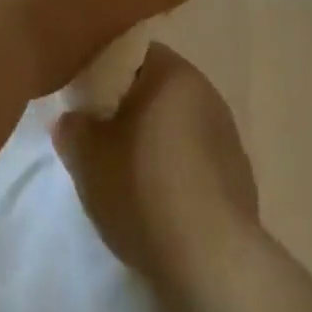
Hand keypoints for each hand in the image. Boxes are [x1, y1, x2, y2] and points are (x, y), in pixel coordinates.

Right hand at [52, 43, 259, 311]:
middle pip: (157, 88)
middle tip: (97, 139)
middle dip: (127, 109)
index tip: (84, 101)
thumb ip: (73, 128)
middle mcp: (207, 92)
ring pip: (177, 123)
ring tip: (125, 173)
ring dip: (152, 139)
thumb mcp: (87, 159)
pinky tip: (158, 198)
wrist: (210, 258)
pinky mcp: (238, 172)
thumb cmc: (143, 190)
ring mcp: (227, 133)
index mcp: (174, 74)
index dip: (103, 73)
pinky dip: (175, 166)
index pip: (133, 53)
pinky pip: (195, 156)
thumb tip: (75, 119)